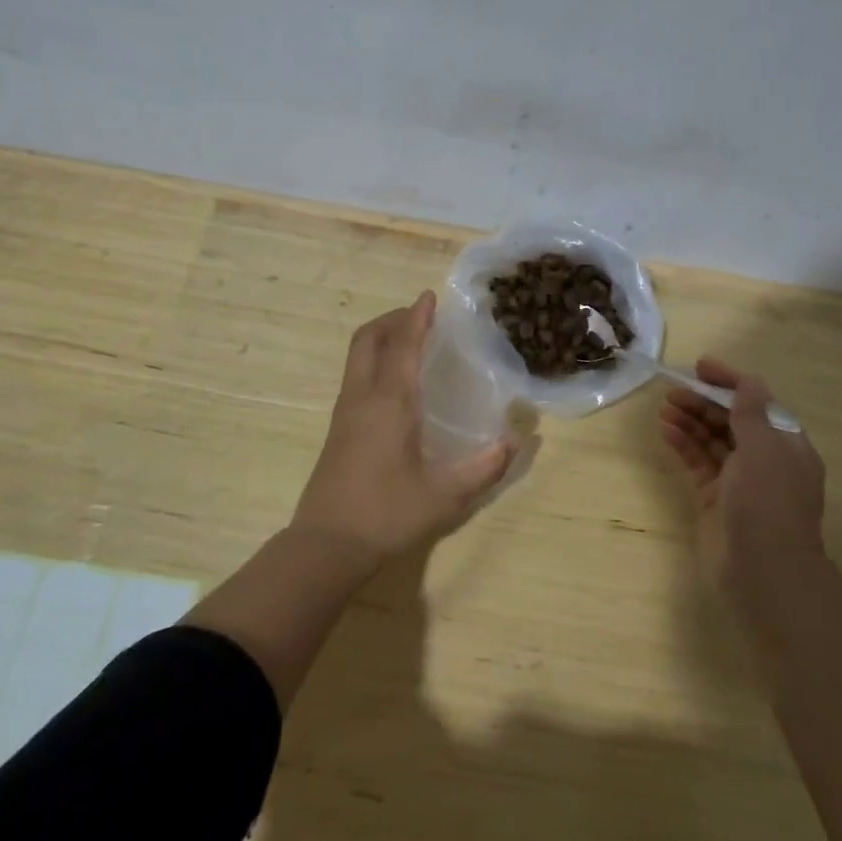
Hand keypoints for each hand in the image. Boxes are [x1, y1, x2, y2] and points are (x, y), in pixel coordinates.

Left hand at [294, 291, 515, 564]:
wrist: (327, 544)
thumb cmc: (387, 513)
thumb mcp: (445, 495)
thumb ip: (483, 467)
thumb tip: (514, 442)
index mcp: (389, 402)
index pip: (402, 344)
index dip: (417, 317)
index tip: (429, 297)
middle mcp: (362, 397)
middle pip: (368, 338)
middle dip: (393, 319)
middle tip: (420, 317)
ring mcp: (345, 412)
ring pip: (357, 356)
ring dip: (381, 338)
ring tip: (410, 343)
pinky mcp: (337, 429)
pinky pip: (355, 376)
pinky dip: (374, 361)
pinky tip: (394, 384)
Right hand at [658, 359, 826, 602]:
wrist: (763, 571)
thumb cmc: (768, 503)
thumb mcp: (763, 449)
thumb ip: (750, 413)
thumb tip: (747, 382)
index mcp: (786, 445)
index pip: (757, 403)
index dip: (730, 382)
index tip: (700, 367)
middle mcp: (764, 460)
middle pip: (731, 420)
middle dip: (704, 402)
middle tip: (672, 390)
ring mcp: (738, 481)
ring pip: (712, 441)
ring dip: (690, 421)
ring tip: (664, 407)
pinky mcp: (715, 499)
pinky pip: (698, 463)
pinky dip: (683, 445)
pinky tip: (666, 431)